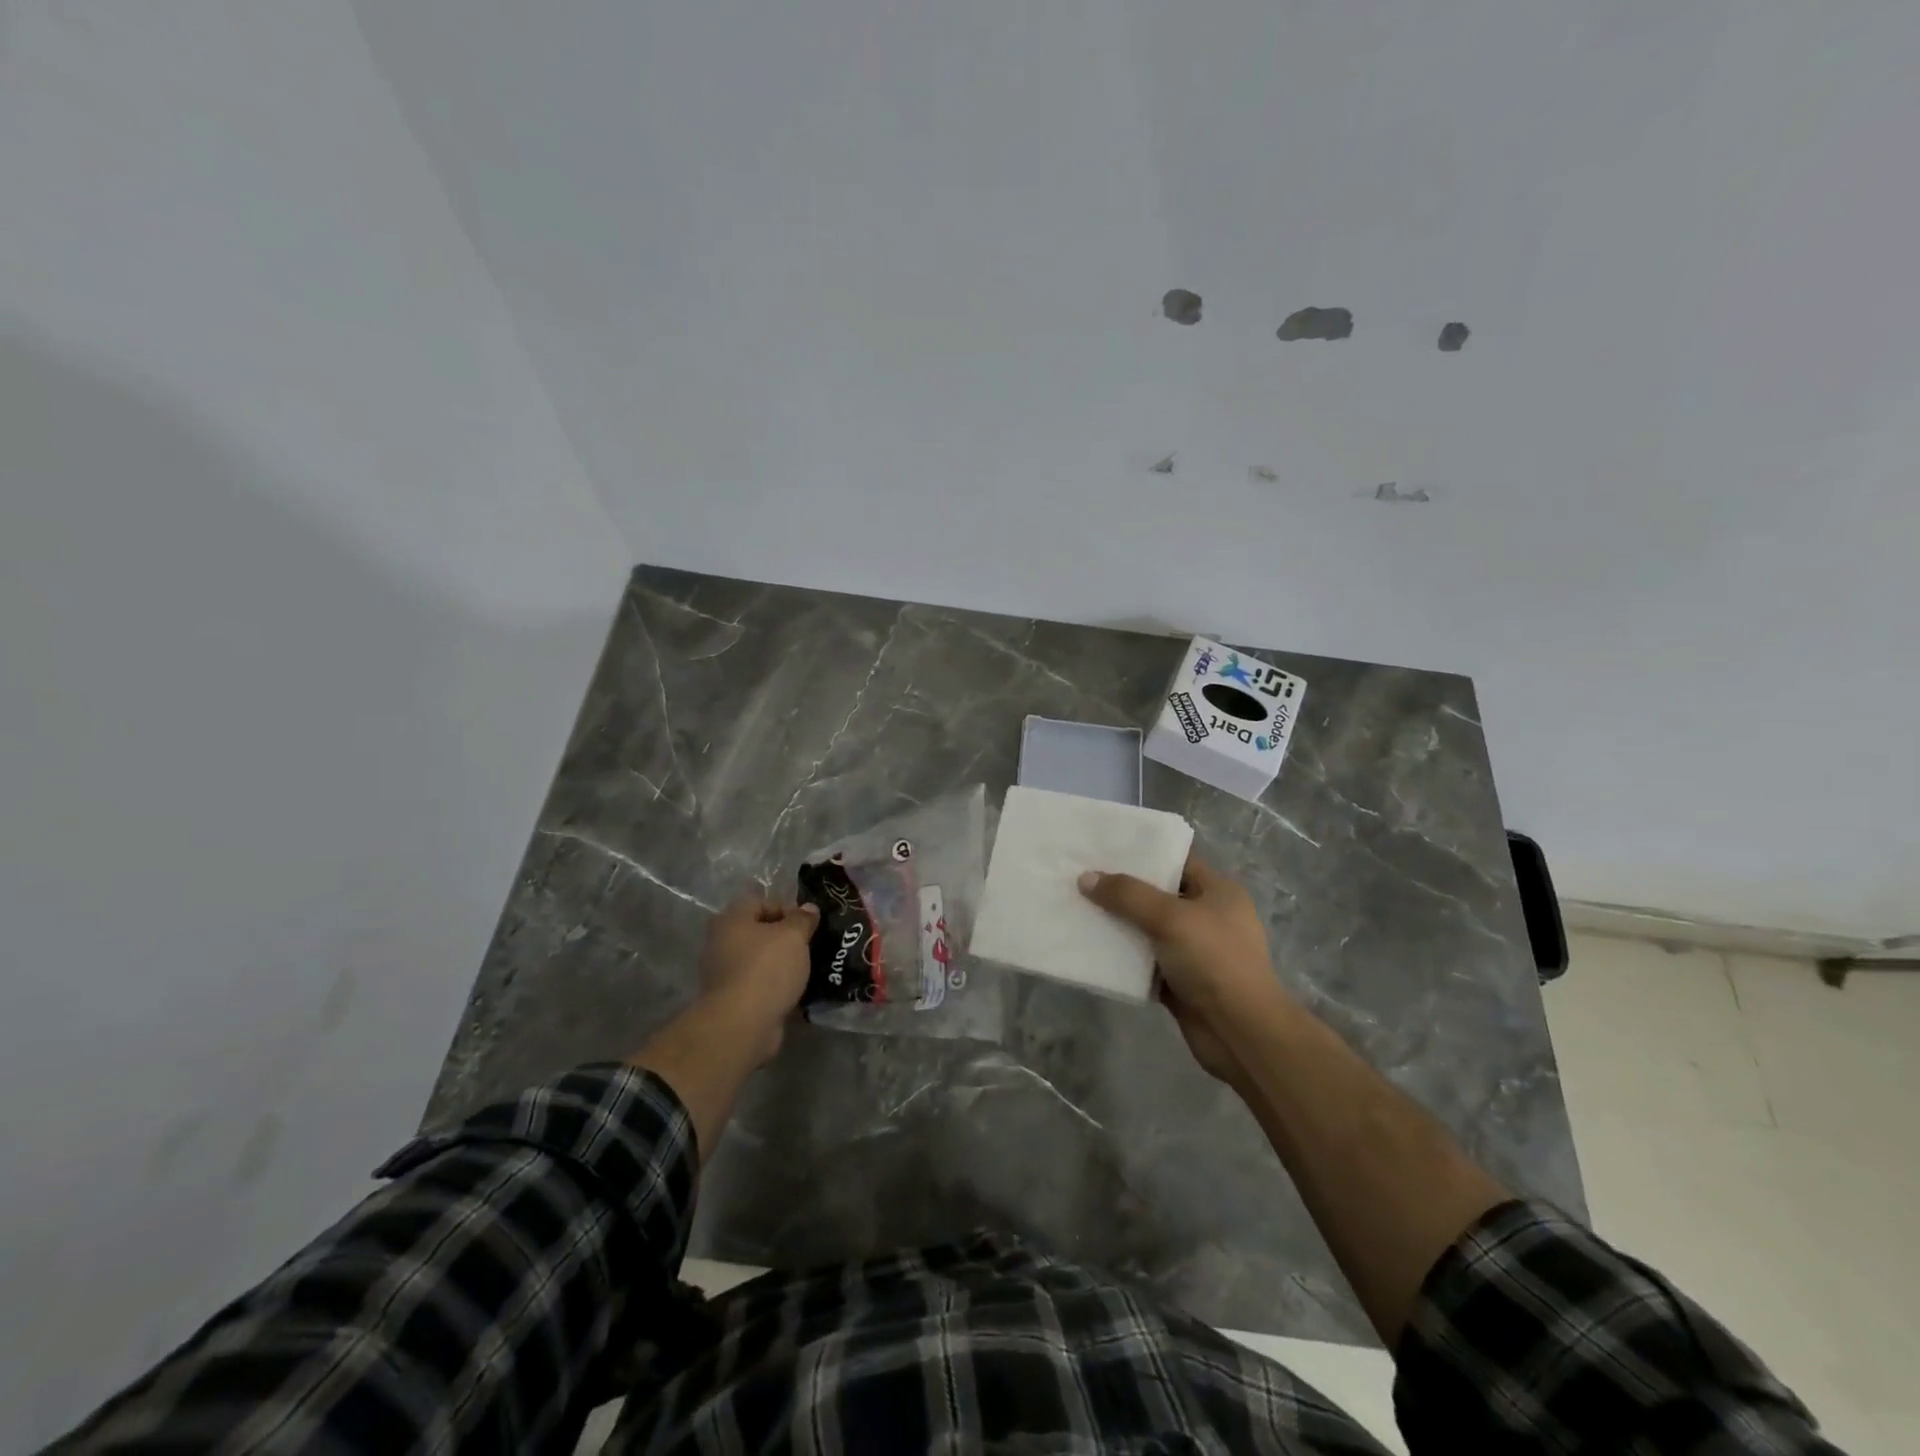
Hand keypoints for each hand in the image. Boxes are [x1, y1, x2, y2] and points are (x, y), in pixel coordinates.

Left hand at [697, 891, 817, 1064]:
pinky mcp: (733, 1000)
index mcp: (731, 920)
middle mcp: (722, 943)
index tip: (809, 924)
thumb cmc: (767, 969)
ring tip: (809, 970)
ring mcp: (725, 974)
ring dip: (783, 964)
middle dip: (786, 939)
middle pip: (760, 932)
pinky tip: (797, 992)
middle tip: (811, 945)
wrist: (743, 1025)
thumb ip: (803, 919)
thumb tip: (809, 908)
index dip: (787, 909)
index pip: (761, 902)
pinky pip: (760, 985)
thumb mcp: (793, 936)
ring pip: (761, 960)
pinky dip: (777, 987)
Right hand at [1078, 854, 1289, 1085]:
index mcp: (1218, 892)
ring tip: (1078, 908)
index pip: (1176, 860)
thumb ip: (1127, 895)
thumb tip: (1085, 878)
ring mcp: (1193, 951)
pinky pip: (1144, 962)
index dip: (1142, 853)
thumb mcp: (1171, 918)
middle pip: (1157, 895)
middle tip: (1081, 877)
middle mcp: (1207, 917)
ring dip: (1118, 924)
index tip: (1103, 848)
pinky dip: (1122, 957)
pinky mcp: (1179, 981)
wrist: (1241, 1033)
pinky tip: (1090, 948)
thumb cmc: (1214, 961)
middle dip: (1122, 889)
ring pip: (1147, 929)